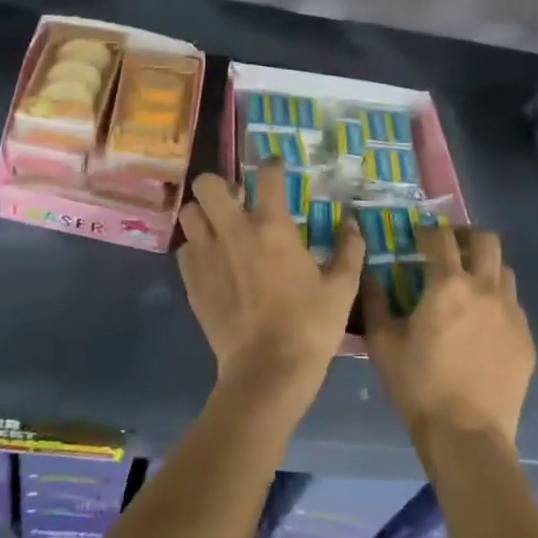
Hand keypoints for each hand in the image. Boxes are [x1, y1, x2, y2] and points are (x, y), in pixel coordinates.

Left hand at [177, 162, 365, 400]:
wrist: (267, 371)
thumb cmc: (310, 326)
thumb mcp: (342, 287)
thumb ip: (349, 249)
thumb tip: (351, 222)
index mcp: (272, 228)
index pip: (267, 176)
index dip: (272, 165)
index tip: (276, 167)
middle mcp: (233, 232)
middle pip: (208, 185)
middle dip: (220, 186)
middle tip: (237, 201)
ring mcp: (207, 256)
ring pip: (190, 214)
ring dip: (204, 215)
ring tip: (220, 228)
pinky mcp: (191, 281)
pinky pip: (186, 249)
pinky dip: (197, 248)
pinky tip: (213, 261)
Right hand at [364, 224, 532, 445]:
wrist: (467, 435)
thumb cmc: (419, 386)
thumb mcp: (383, 343)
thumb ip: (375, 302)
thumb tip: (368, 275)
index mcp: (448, 285)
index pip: (441, 239)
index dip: (428, 231)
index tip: (418, 236)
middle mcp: (485, 289)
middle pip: (486, 241)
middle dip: (466, 236)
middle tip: (450, 248)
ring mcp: (511, 313)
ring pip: (504, 271)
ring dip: (484, 267)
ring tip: (468, 283)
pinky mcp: (526, 339)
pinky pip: (513, 305)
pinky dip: (497, 300)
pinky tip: (482, 322)